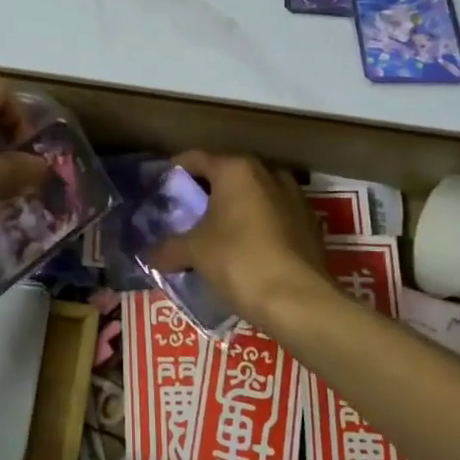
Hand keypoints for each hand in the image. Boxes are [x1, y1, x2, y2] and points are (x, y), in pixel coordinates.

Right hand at [147, 151, 331, 325]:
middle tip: (186, 213)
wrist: (298, 301)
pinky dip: (257, 226)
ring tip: (216, 232)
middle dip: (206, 192)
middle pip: (227, 175)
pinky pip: (274, 217)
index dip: (175, 171)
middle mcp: (268, 174)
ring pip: (254, 195)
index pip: (195, 158)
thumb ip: (168, 248)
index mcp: (236, 170)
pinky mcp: (310, 224)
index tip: (161, 188)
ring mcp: (294, 198)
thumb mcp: (194, 253)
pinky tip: (246, 249)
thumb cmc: (239, 261)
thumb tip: (150, 255)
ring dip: (234, 208)